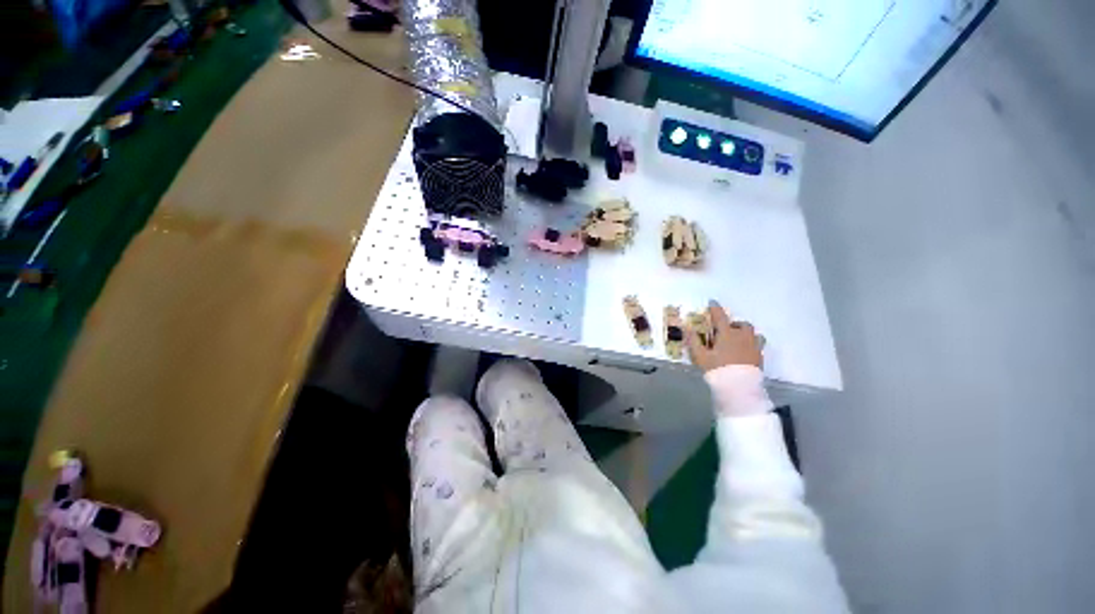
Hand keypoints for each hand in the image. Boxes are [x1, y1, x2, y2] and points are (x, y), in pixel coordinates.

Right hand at [686, 301, 763, 372]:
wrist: (738, 386)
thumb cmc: (717, 368)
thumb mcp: (700, 355)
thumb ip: (693, 340)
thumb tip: (685, 326)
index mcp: (727, 334)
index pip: (720, 316)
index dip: (715, 308)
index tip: (712, 302)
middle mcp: (743, 337)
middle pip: (742, 324)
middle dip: (734, 324)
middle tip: (726, 331)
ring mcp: (754, 347)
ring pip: (753, 334)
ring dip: (745, 334)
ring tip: (738, 340)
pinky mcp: (760, 357)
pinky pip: (758, 345)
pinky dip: (751, 344)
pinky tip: (744, 352)